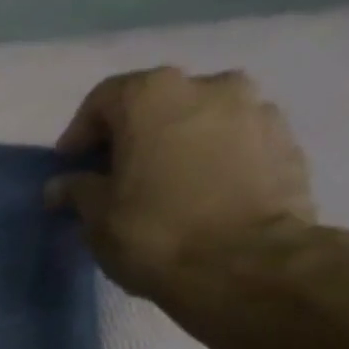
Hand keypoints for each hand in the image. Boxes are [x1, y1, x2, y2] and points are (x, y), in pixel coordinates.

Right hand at [46, 67, 316, 301]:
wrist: (246, 263)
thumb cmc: (153, 232)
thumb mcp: (96, 217)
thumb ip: (78, 191)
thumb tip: (62, 185)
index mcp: (153, 98)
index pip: (105, 98)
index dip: (81, 132)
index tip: (70, 165)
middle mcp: (209, 86)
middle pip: (157, 103)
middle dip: (132, 134)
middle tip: (115, 174)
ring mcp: (256, 109)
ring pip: (200, 119)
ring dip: (176, 143)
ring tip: (161, 185)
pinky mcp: (286, 141)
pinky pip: (234, 141)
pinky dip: (212, 158)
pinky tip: (199, 194)